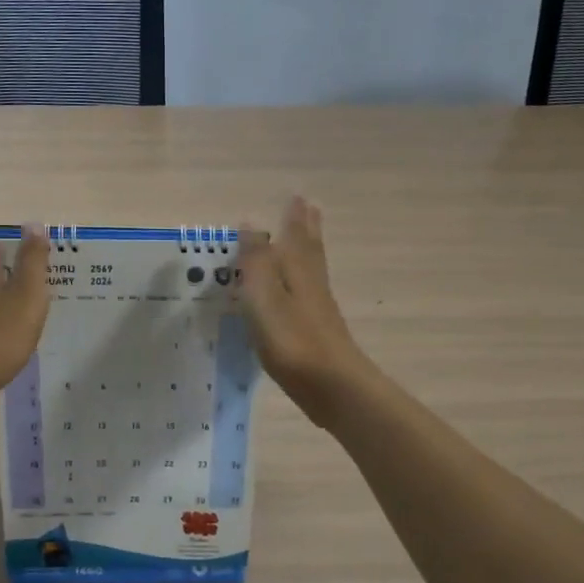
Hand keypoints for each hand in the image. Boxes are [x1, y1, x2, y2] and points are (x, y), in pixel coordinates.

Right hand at [235, 197, 374, 425]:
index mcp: (296, 271)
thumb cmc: (292, 339)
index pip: (294, 236)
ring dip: (310, 251)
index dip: (294, 217)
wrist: (332, 386)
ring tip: (309, 238)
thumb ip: (256, 260)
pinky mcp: (319, 332)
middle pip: (310, 249)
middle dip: (307, 229)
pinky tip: (302, 292)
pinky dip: (306, 281)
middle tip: (310, 208)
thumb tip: (252, 221)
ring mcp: (318, 309)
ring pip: (313, 270)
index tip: (297, 196)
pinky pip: (311, 293)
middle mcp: (311, 284)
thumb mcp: (263, 296)